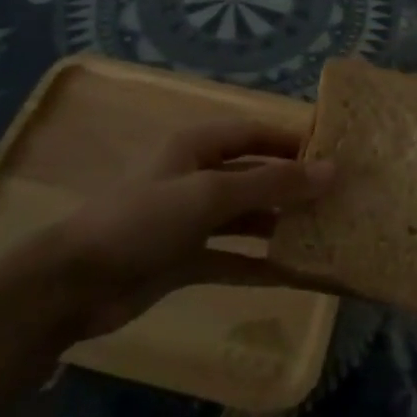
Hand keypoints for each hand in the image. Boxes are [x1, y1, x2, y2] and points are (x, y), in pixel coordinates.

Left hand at [0, 120, 333, 344]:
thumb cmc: (143, 220)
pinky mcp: (185, 259)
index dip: (294, 139)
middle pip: (256, 175)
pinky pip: (233, 257)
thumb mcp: (210, 195)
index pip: (256, 132)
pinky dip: (261, 264)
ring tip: (328, 234)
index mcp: (198, 147)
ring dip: (282, 225)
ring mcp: (191, 221)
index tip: (337, 152)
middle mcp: (197, 177)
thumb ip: (272, 185)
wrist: (74, 283)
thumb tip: (331, 171)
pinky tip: (297, 275)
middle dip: (294, 186)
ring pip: (248, 218)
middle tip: (342, 199)